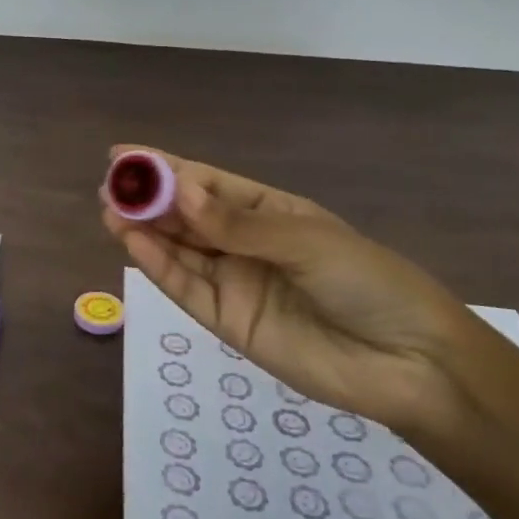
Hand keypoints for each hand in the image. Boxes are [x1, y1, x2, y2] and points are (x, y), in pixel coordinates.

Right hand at [100, 147, 494, 432]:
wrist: (409, 363)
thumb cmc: (366, 282)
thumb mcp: (304, 241)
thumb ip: (236, 223)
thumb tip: (178, 192)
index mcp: (269, 212)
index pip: (206, 183)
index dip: (165, 167)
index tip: (123, 155)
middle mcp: (244, 243)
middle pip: (185, 216)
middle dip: (147, 199)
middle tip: (109, 186)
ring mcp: (234, 282)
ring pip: (178, 250)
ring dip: (144, 231)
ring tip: (110, 211)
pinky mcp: (226, 321)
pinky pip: (186, 288)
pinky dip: (158, 267)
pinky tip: (133, 244)